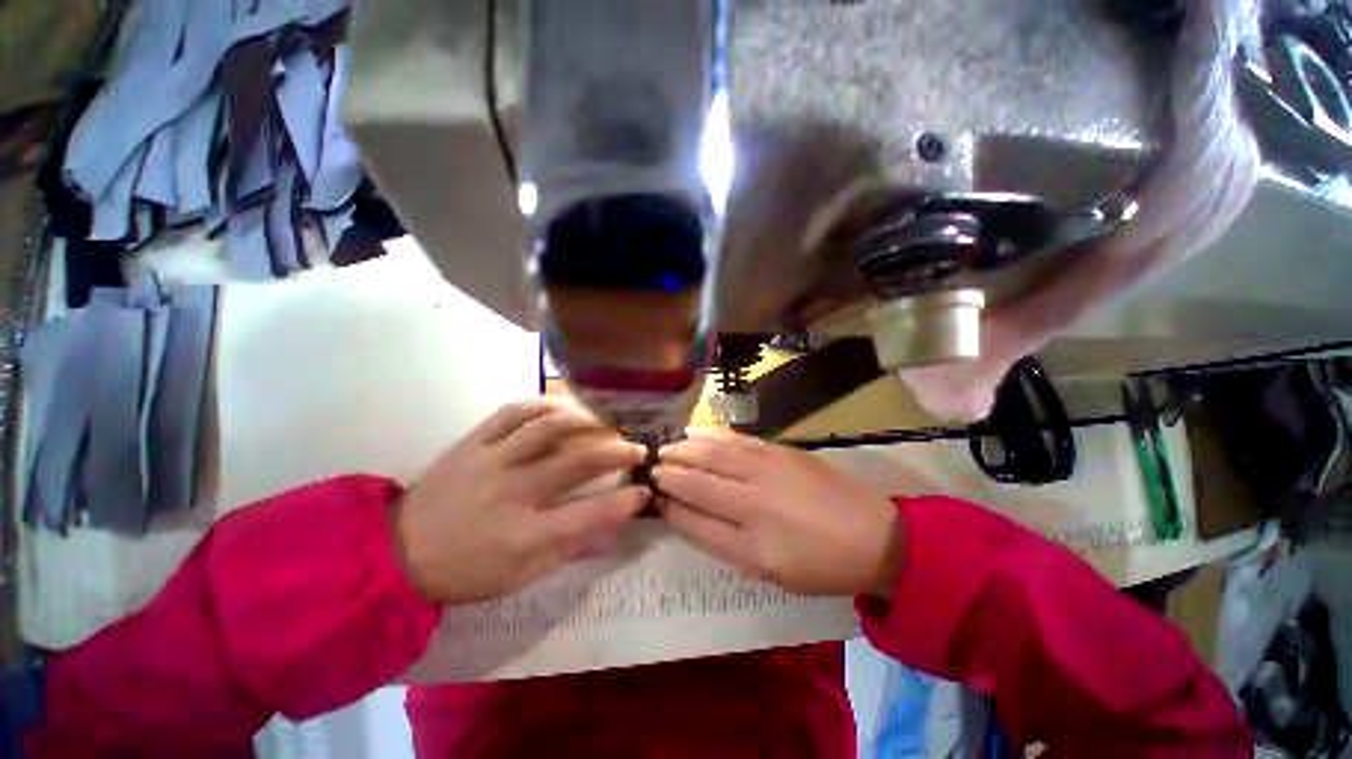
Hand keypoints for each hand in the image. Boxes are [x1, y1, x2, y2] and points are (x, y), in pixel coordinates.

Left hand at [394, 397, 648, 604]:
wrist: (394, 551)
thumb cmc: (464, 571)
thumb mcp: (519, 577)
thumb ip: (568, 550)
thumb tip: (610, 531)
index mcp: (525, 534)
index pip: (590, 514)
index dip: (625, 501)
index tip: (643, 491)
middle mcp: (514, 492)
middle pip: (579, 461)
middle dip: (618, 452)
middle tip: (636, 448)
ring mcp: (492, 460)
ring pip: (550, 428)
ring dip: (587, 422)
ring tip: (605, 424)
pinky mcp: (473, 442)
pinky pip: (513, 411)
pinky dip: (543, 404)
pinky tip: (562, 407)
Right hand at [654, 429, 902, 597]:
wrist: (875, 535)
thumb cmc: (821, 564)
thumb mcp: (771, 572)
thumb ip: (726, 544)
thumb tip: (691, 516)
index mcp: (752, 544)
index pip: (695, 521)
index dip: (671, 506)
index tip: (654, 495)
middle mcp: (754, 502)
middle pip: (699, 482)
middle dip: (670, 472)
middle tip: (651, 465)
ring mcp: (768, 470)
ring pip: (714, 455)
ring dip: (685, 449)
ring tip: (666, 447)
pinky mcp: (780, 450)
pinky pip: (736, 440)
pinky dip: (711, 436)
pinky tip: (696, 432)